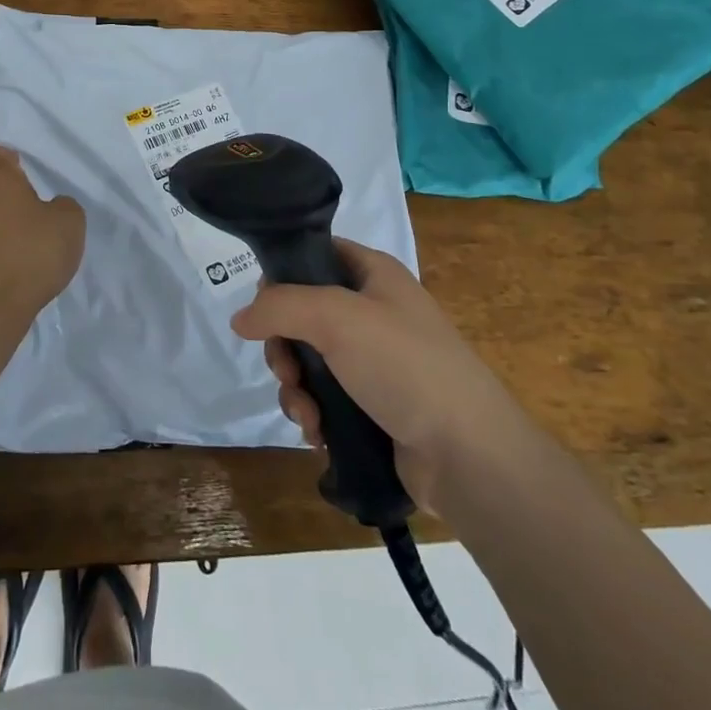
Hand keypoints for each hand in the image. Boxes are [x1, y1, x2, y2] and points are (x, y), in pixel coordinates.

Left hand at [0, 144, 85, 320]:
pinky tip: (20, 264)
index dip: (4, 157)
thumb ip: (64, 206)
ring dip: (3, 223)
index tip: (21, 167)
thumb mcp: (70, 222)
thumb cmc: (32, 251)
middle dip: (5, 193)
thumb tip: (52, 208)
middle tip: (32, 206)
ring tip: (30, 240)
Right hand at [230, 238, 512, 516]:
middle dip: (284, 346)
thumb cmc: (405, 366)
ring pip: (308, 360)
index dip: (283, 274)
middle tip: (285, 372)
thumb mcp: (336, 317)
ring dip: (295, 388)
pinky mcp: (374, 405)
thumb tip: (240, 318)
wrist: (470, 456)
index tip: (263, 307)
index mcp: (374, 274)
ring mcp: (375, 361)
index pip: (315, 253)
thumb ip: (280, 306)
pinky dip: (313, 413)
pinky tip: (318, 434)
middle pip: (302, 313)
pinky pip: (324, 397)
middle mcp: (373, 311)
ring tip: (307, 416)